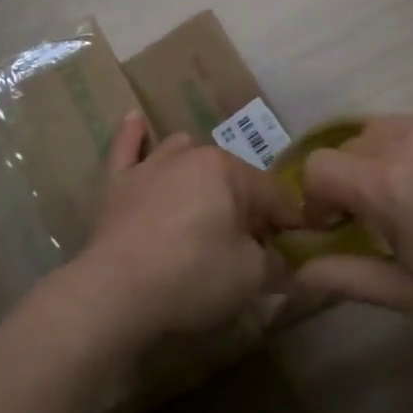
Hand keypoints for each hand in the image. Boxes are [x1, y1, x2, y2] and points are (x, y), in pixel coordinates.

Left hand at [68, 111, 298, 347]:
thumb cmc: (193, 276)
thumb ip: (273, 262)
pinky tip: (135, 120)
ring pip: (182, 151)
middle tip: (250, 241)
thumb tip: (279, 259)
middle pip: (229, 175)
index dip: (288, 222)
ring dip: (198, 171)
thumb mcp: (251, 277)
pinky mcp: (117, 183)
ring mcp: (150, 166)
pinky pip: (125, 149)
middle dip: (244, 203)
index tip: (296, 246)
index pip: (271, 194)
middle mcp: (190, 156)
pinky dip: (133, 136)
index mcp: (228, 171)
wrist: (116, 291)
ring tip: (205, 199)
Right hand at [294, 106, 412, 327]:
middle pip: (348, 146)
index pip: (316, 167)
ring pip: (383, 128)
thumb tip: (296, 272)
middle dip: (351, 179)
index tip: (339, 224)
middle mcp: (406, 137)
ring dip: (382, 158)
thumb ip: (345, 277)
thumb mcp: (412, 294)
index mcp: (387, 184)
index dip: (317, 197)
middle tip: (383, 215)